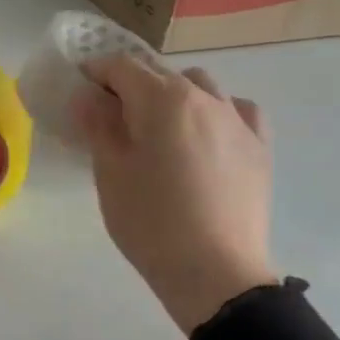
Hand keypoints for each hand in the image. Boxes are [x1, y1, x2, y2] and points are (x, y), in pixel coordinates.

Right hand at [74, 56, 278, 334]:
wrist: (215, 272)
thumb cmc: (150, 221)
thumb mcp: (109, 172)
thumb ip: (98, 126)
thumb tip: (90, 98)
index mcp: (162, 100)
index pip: (121, 67)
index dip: (95, 72)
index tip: (80, 89)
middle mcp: (204, 98)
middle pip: (159, 73)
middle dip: (131, 85)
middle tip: (110, 116)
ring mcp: (237, 120)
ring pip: (200, 86)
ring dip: (173, 94)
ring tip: (159, 127)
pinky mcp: (259, 147)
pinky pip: (236, 110)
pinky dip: (215, 111)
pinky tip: (205, 135)